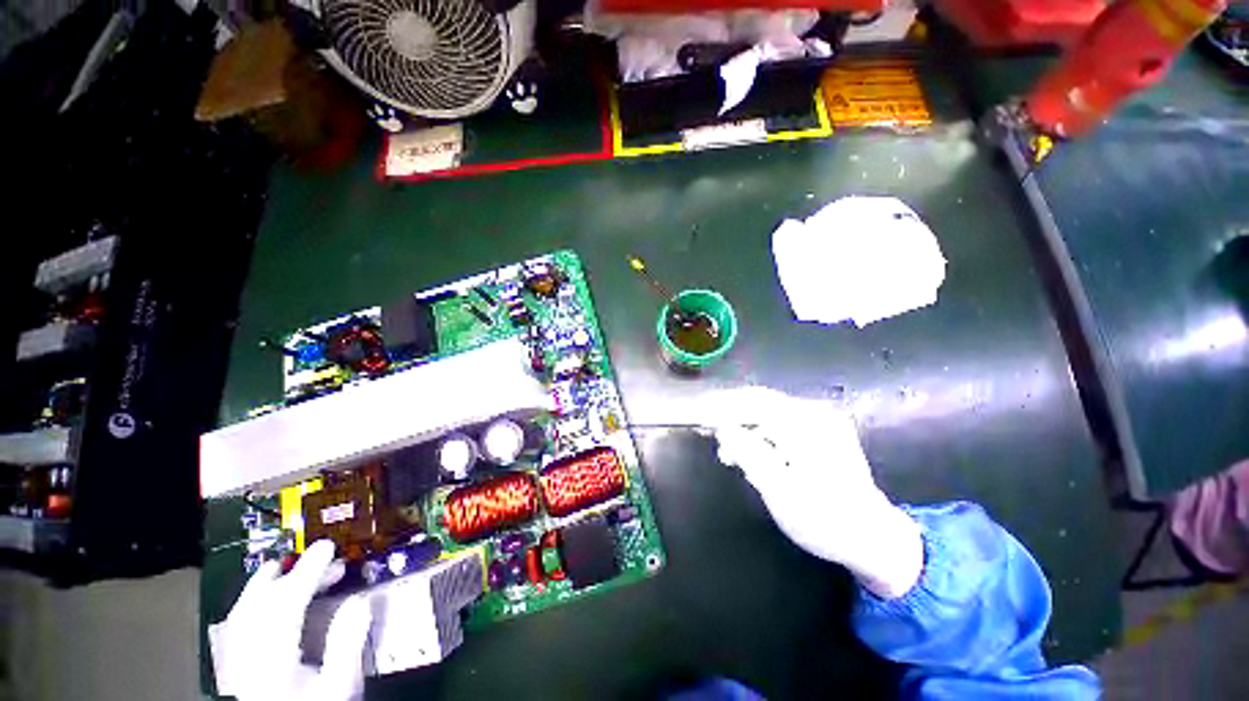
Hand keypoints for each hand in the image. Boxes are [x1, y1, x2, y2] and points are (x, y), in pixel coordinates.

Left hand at [209, 540, 371, 700]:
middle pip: (260, 605)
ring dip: (266, 585)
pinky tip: (263, 600)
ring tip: (286, 567)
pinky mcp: (236, 670)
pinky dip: (251, 605)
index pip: (286, 604)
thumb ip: (346, 644)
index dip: (307, 571)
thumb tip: (359, 600)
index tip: (327, 546)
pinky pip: (237, 628)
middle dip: (290, 574)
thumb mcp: (341, 685)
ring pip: (243, 614)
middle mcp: (248, 659)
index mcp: (273, 662)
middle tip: (319, 555)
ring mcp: (237, 664)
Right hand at [709, 387, 922, 598]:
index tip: (699, 417)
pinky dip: (761, 432)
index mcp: (805, 424)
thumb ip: (748, 454)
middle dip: (731, 416)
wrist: (873, 538)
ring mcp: (821, 419)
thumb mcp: (779, 492)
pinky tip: (753, 451)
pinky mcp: (823, 429)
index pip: (752, 402)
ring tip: (730, 453)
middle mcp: (814, 412)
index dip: (721, 407)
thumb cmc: (824, 520)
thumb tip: (723, 428)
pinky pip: (781, 421)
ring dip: (745, 426)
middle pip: (760, 402)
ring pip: (769, 411)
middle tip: (709, 434)